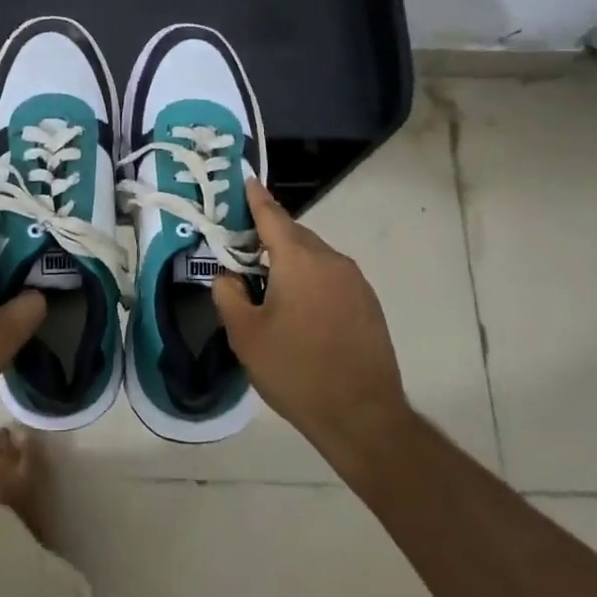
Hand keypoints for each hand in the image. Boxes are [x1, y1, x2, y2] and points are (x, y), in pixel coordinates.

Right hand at [212, 179, 410, 465]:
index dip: (255, 197)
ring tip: (268, 284)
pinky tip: (300, 309)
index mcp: (299, 259)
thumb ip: (228, 294)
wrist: (363, 416)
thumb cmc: (296, 371)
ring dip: (291, 261)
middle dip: (268, 236)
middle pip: (294, 235)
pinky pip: (331, 277)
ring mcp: (355, 282)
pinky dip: (311, 280)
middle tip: (242, 248)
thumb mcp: (245, 334)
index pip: (272, 215)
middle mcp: (330, 260)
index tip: (245, 179)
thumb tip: (228, 275)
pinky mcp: (368, 304)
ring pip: (314, 257)